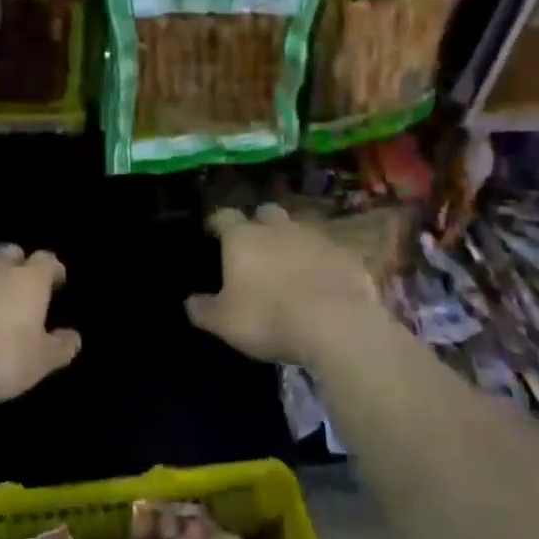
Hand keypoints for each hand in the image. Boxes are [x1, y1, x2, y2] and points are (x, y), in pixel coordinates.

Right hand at [186, 205, 380, 371]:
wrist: (338, 326)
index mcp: (243, 237)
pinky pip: (330, 253)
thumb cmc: (269, 318)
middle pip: (265, 212)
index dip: (217, 222)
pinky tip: (323, 284)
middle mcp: (278, 228)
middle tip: (255, 245)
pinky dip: (323, 263)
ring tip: (290, 267)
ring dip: (293, 242)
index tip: (212, 232)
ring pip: (300, 229)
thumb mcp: (224, 322)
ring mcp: (317, 238)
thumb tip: (190, 301)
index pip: (224, 216)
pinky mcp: (348, 256)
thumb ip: (203, 309)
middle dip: (259, 223)